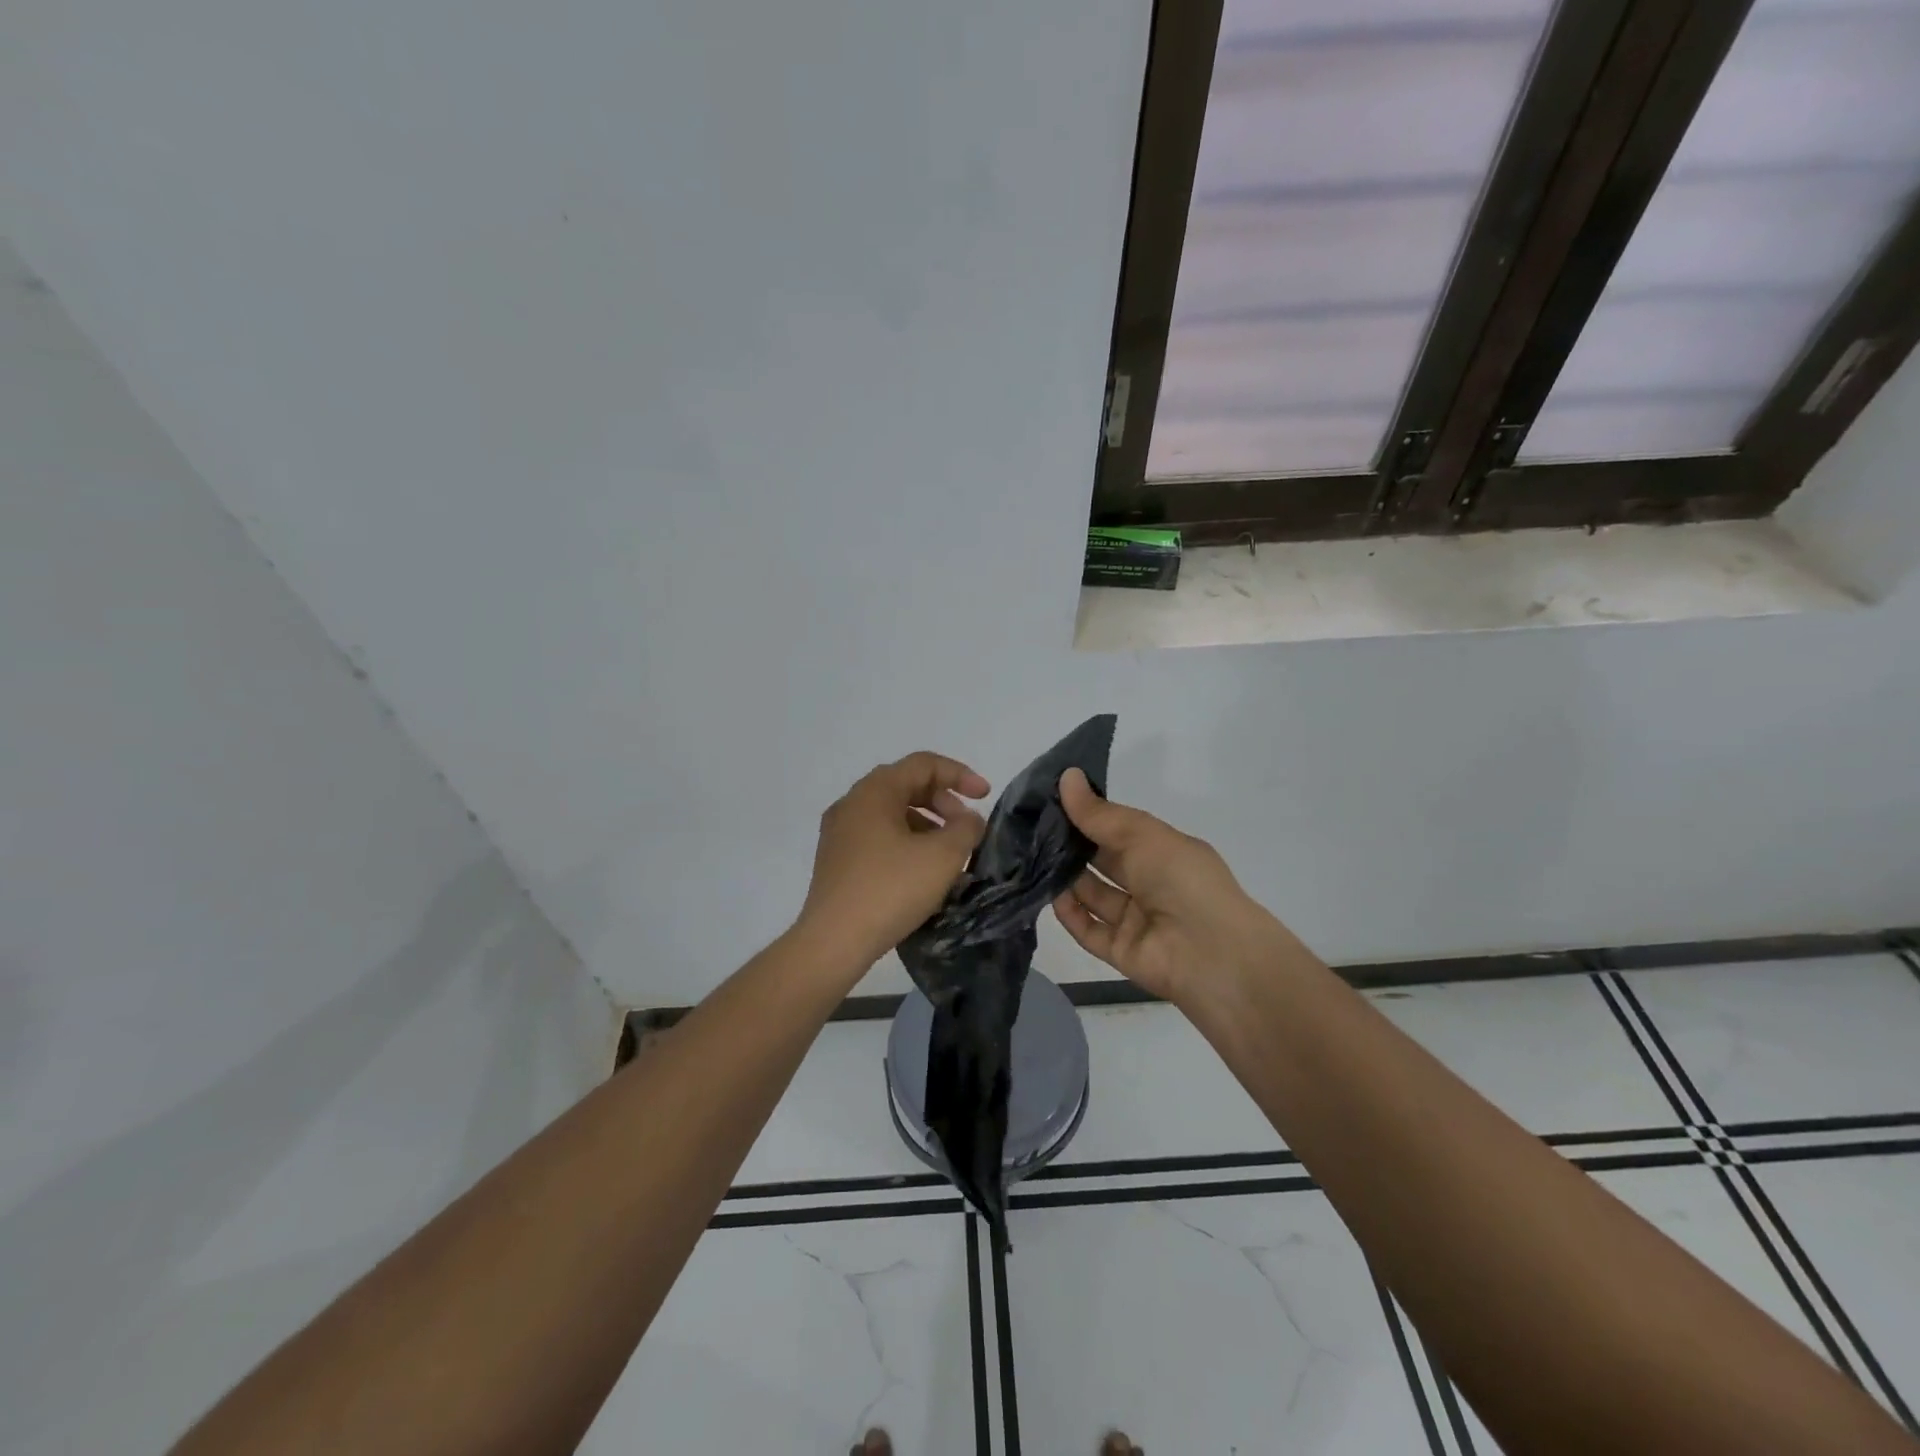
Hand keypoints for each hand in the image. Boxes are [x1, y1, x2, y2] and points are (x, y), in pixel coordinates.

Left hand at [797, 752, 990, 969]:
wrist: (834, 941)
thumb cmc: (891, 889)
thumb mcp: (942, 856)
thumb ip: (966, 828)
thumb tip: (968, 820)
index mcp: (874, 791)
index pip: (924, 764)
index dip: (960, 774)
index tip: (986, 797)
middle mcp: (852, 803)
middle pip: (906, 785)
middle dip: (944, 801)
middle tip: (967, 828)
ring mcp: (839, 832)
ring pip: (892, 813)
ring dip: (927, 824)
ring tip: (949, 854)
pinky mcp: (836, 860)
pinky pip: (878, 836)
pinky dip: (906, 842)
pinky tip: (922, 872)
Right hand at [1051, 768, 1289, 1004]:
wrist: (1213, 955)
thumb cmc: (1183, 880)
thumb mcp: (1142, 835)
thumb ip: (1100, 814)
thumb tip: (1066, 776)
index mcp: (1164, 852)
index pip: (1120, 830)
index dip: (1090, 815)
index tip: (1052, 799)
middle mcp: (1150, 884)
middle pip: (1104, 862)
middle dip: (1073, 845)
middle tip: (1031, 827)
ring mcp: (1136, 920)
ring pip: (1093, 895)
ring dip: (1066, 878)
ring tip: (1032, 857)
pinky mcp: (1121, 951)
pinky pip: (1089, 930)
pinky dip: (1069, 914)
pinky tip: (1049, 894)